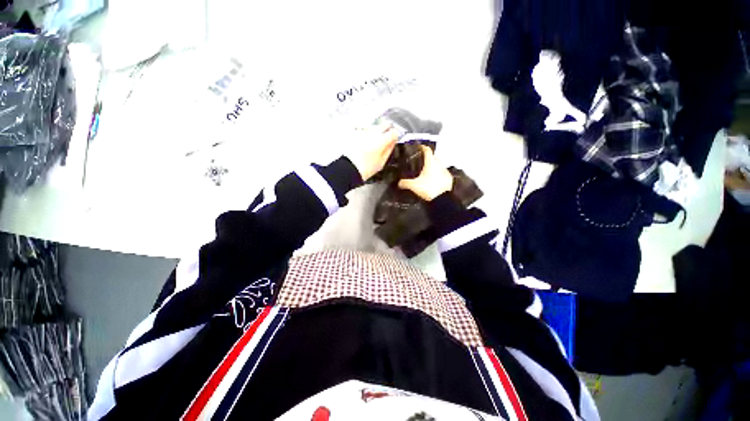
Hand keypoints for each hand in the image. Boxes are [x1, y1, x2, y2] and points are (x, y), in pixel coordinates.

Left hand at [347, 123, 397, 181]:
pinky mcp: (354, 132)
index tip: (394, 139)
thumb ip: (388, 150)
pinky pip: (363, 127)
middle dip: (387, 130)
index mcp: (381, 141)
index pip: (393, 133)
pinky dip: (365, 131)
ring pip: (374, 125)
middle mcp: (372, 133)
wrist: (348, 168)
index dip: (395, 136)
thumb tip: (393, 142)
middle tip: (386, 137)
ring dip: (376, 130)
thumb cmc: (365, 168)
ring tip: (373, 140)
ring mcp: (363, 131)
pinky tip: (364, 138)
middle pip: (384, 125)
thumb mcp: (381, 162)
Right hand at [397, 146, 453, 200]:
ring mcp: (445, 172)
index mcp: (430, 163)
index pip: (427, 150)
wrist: (442, 200)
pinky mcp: (449, 179)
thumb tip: (399, 183)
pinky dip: (439, 175)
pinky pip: (443, 174)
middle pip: (435, 157)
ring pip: (440, 165)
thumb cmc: (428, 189)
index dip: (423, 147)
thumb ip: (405, 183)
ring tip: (428, 172)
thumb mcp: (414, 186)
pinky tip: (434, 180)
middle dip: (429, 158)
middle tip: (423, 161)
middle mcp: (439, 165)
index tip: (420, 147)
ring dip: (435, 167)